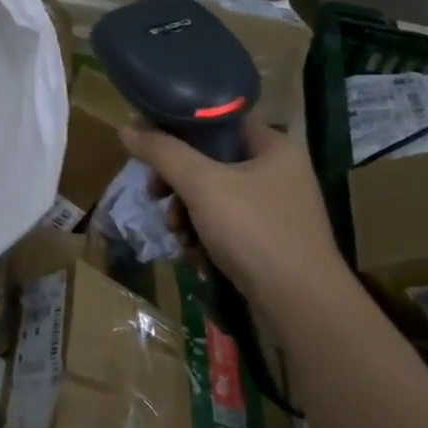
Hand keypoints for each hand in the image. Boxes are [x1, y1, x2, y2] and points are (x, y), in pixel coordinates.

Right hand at [119, 118, 349, 304]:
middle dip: (176, 179)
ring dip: (184, 209)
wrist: (302, 307)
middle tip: (155, 194)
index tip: (146, 144)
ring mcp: (274, 208)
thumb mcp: (201, 184)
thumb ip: (162, 152)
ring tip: (175, 231)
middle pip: (209, 159)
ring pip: (212, 193)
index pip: (217, 120)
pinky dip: (201, 232)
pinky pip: (223, 222)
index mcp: (273, 146)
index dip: (177, 127)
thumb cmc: (255, 232)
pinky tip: (191, 249)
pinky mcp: (268, 240)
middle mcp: (278, 171)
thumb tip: (125, 127)